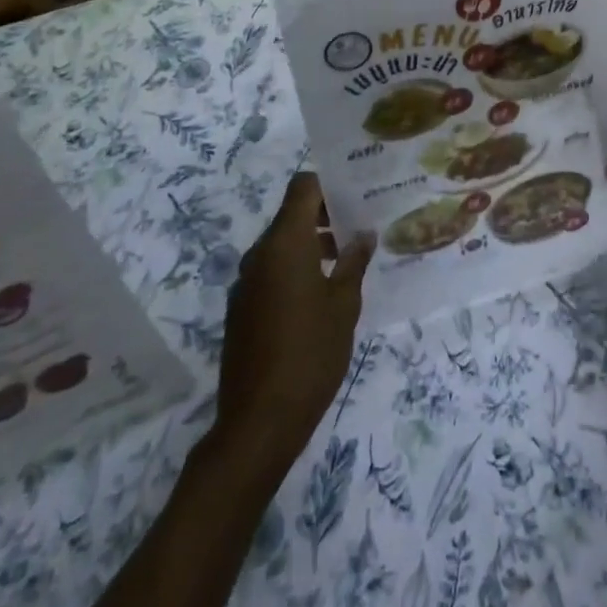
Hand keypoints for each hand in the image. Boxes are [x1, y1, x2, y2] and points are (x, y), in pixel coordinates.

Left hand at [217, 172, 373, 459]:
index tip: (355, 196)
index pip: (302, 187)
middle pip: (292, 215)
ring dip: (311, 246)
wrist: (258, 423)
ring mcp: (247, 283)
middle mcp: (260, 254)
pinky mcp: (242, 309)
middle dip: (325, 217)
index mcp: (285, 243)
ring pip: (281, 245)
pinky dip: (295, 270)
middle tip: (360, 229)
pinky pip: (271, 272)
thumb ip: (354, 262)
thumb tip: (364, 235)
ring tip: (346, 263)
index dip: (328, 184)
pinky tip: (320, 296)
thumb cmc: (310, 353)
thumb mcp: (344, 305)